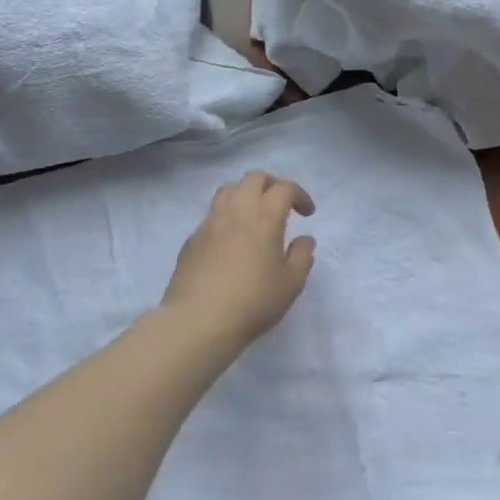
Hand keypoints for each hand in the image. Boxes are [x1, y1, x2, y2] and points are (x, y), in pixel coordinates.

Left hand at [161, 171, 315, 349]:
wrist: (199, 320)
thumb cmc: (253, 301)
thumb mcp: (291, 284)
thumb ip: (302, 256)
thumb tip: (304, 240)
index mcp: (264, 216)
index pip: (284, 188)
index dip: (299, 194)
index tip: (307, 214)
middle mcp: (235, 211)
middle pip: (253, 179)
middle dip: (271, 185)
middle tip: (281, 205)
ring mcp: (209, 223)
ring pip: (227, 191)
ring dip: (245, 195)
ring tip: (253, 217)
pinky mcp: (192, 239)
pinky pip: (211, 215)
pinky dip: (226, 217)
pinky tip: (230, 242)